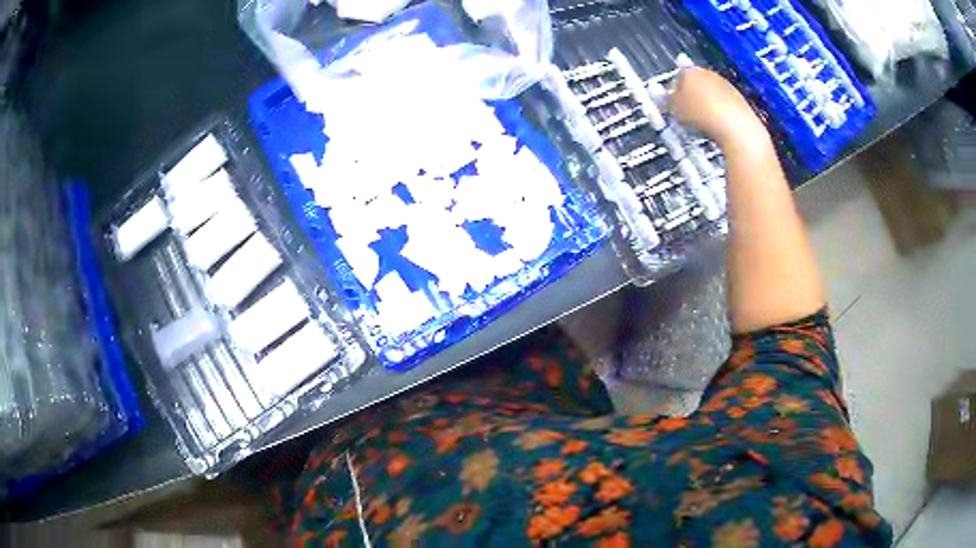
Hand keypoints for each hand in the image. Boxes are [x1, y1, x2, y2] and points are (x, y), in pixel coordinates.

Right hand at [669, 68, 768, 150]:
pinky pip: (723, 104)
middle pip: (694, 84)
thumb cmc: (700, 115)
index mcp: (689, 71)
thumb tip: (660, 94)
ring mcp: (725, 84)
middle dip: (690, 97)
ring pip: (710, 93)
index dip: (672, 93)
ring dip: (705, 105)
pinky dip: (719, 112)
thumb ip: (666, 100)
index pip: (676, 78)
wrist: (735, 127)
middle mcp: (707, 73)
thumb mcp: (675, 109)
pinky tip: (718, 125)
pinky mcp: (738, 98)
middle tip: (687, 115)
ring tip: (703, 123)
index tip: (672, 107)